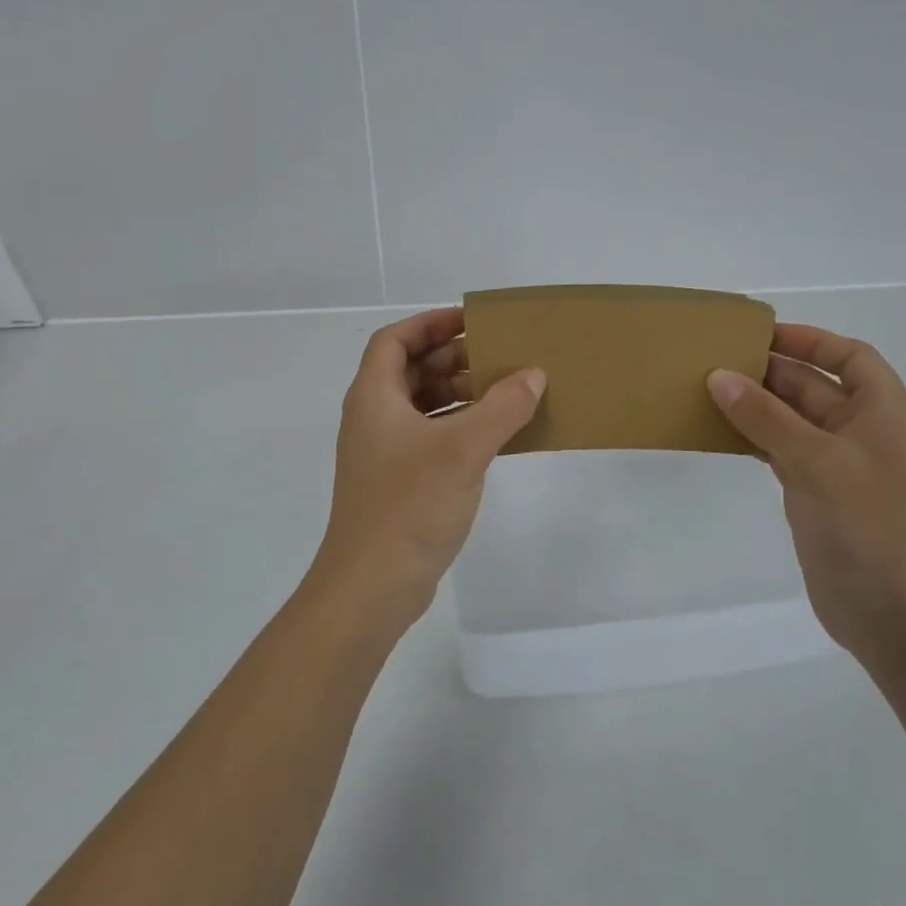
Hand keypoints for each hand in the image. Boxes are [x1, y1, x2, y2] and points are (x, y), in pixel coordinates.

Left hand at [309, 308, 545, 634]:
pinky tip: (497, 436)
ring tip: (506, 392)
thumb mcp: (463, 449)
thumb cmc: (410, 504)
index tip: (472, 320)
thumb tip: (533, 375)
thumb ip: (502, 407)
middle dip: (453, 359)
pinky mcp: (398, 483)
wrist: (372, 585)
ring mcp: (384, 453)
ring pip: (422, 406)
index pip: (394, 340)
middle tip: (499, 356)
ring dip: (459, 394)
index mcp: (373, 397)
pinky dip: (460, 428)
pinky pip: (431, 438)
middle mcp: (373, 418)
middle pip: (410, 371)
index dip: (430, 323)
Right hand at [707, 324, 905, 657]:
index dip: (810, 340)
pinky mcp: (815, 494)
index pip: (850, 357)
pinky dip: (753, 438)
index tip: (760, 334)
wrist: (896, 614)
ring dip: (756, 405)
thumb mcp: (819, 461)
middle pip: (814, 386)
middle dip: (770, 372)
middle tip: (715, 361)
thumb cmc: (872, 526)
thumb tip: (719, 377)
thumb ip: (767, 418)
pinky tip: (719, 433)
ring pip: (792, 420)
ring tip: (707, 391)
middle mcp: (864, 432)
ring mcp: (838, 466)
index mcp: (885, 413)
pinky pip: (780, 451)